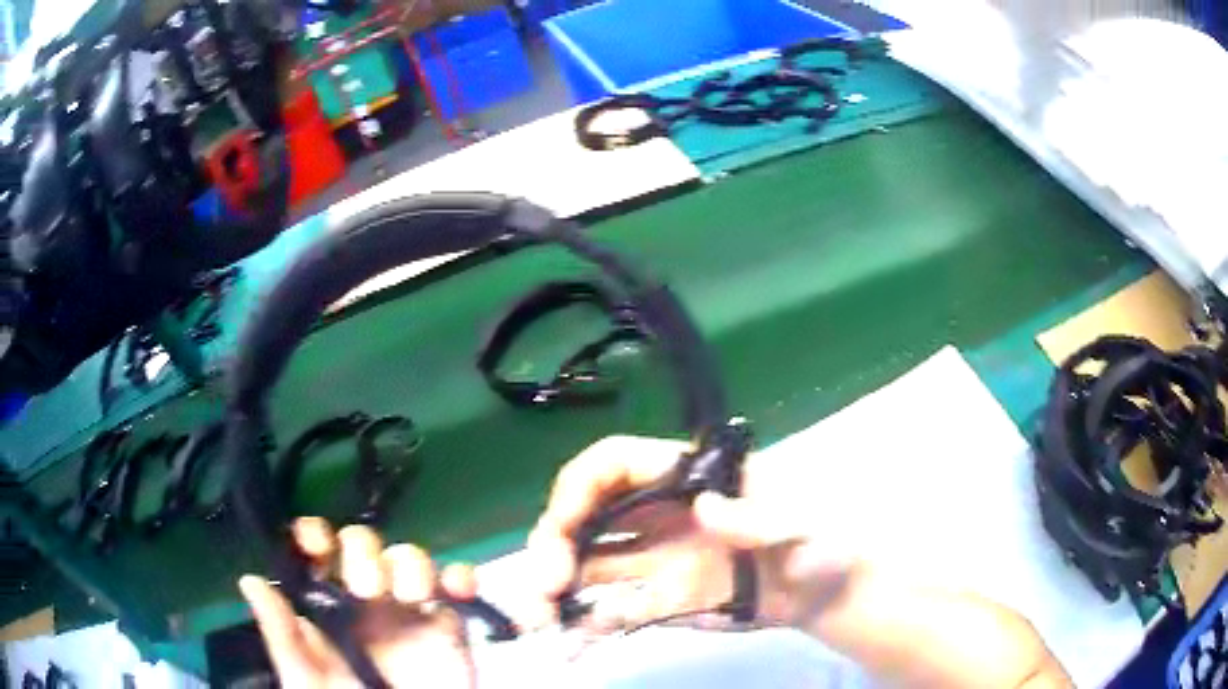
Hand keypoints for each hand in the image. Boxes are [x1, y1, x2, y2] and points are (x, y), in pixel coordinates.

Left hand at [239, 518, 477, 688]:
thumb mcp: (307, 679)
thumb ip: (283, 636)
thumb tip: (250, 580)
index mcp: (325, 607)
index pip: (315, 553)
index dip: (314, 535)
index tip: (317, 542)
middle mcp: (364, 602)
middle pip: (362, 545)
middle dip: (363, 551)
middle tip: (366, 588)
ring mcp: (408, 611)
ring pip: (408, 558)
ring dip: (410, 563)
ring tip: (409, 594)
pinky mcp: (447, 626)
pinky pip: (456, 586)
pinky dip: (460, 576)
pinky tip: (456, 586)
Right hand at [526, 435, 845, 633]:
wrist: (827, 591)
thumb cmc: (823, 538)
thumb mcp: (804, 521)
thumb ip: (760, 516)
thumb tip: (701, 507)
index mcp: (686, 479)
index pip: (614, 464)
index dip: (579, 487)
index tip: (563, 526)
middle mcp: (658, 515)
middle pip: (586, 515)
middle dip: (555, 543)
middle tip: (547, 585)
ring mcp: (657, 561)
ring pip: (588, 563)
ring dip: (556, 586)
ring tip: (540, 618)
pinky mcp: (662, 600)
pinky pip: (614, 607)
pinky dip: (587, 622)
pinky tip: (571, 640)